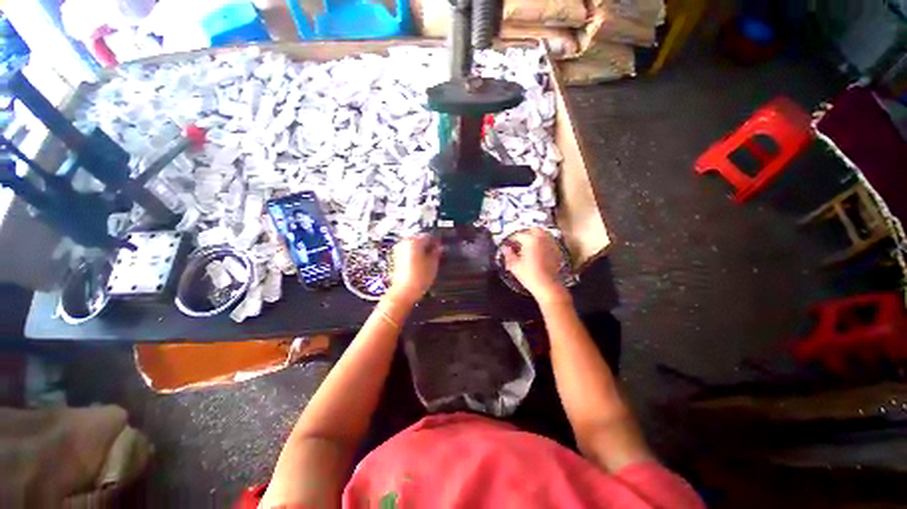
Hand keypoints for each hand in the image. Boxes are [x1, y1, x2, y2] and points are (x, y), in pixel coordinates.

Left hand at [386, 233, 440, 304]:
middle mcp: (404, 243)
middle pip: (419, 240)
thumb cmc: (418, 278)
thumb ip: (437, 253)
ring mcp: (398, 251)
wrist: (403, 292)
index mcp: (414, 241)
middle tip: (436, 254)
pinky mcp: (395, 259)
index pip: (428, 235)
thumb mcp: (433, 264)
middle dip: (428, 246)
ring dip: (421, 251)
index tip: (441, 247)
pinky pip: (407, 253)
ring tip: (428, 261)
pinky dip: (414, 257)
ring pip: (413, 247)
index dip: (436, 242)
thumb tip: (439, 248)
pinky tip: (420, 265)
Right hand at [501, 228, 569, 302]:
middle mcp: (542, 238)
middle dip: (526, 234)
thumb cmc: (528, 274)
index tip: (508, 245)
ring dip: (536, 237)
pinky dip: (544, 243)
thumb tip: (504, 247)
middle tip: (520, 242)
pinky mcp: (557, 251)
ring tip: (530, 246)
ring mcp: (551, 244)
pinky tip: (539, 252)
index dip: (512, 239)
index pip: (519, 235)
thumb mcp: (514, 265)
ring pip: (544, 234)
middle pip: (534, 230)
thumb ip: (508, 254)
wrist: (547, 285)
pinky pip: (550, 242)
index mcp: (530, 240)